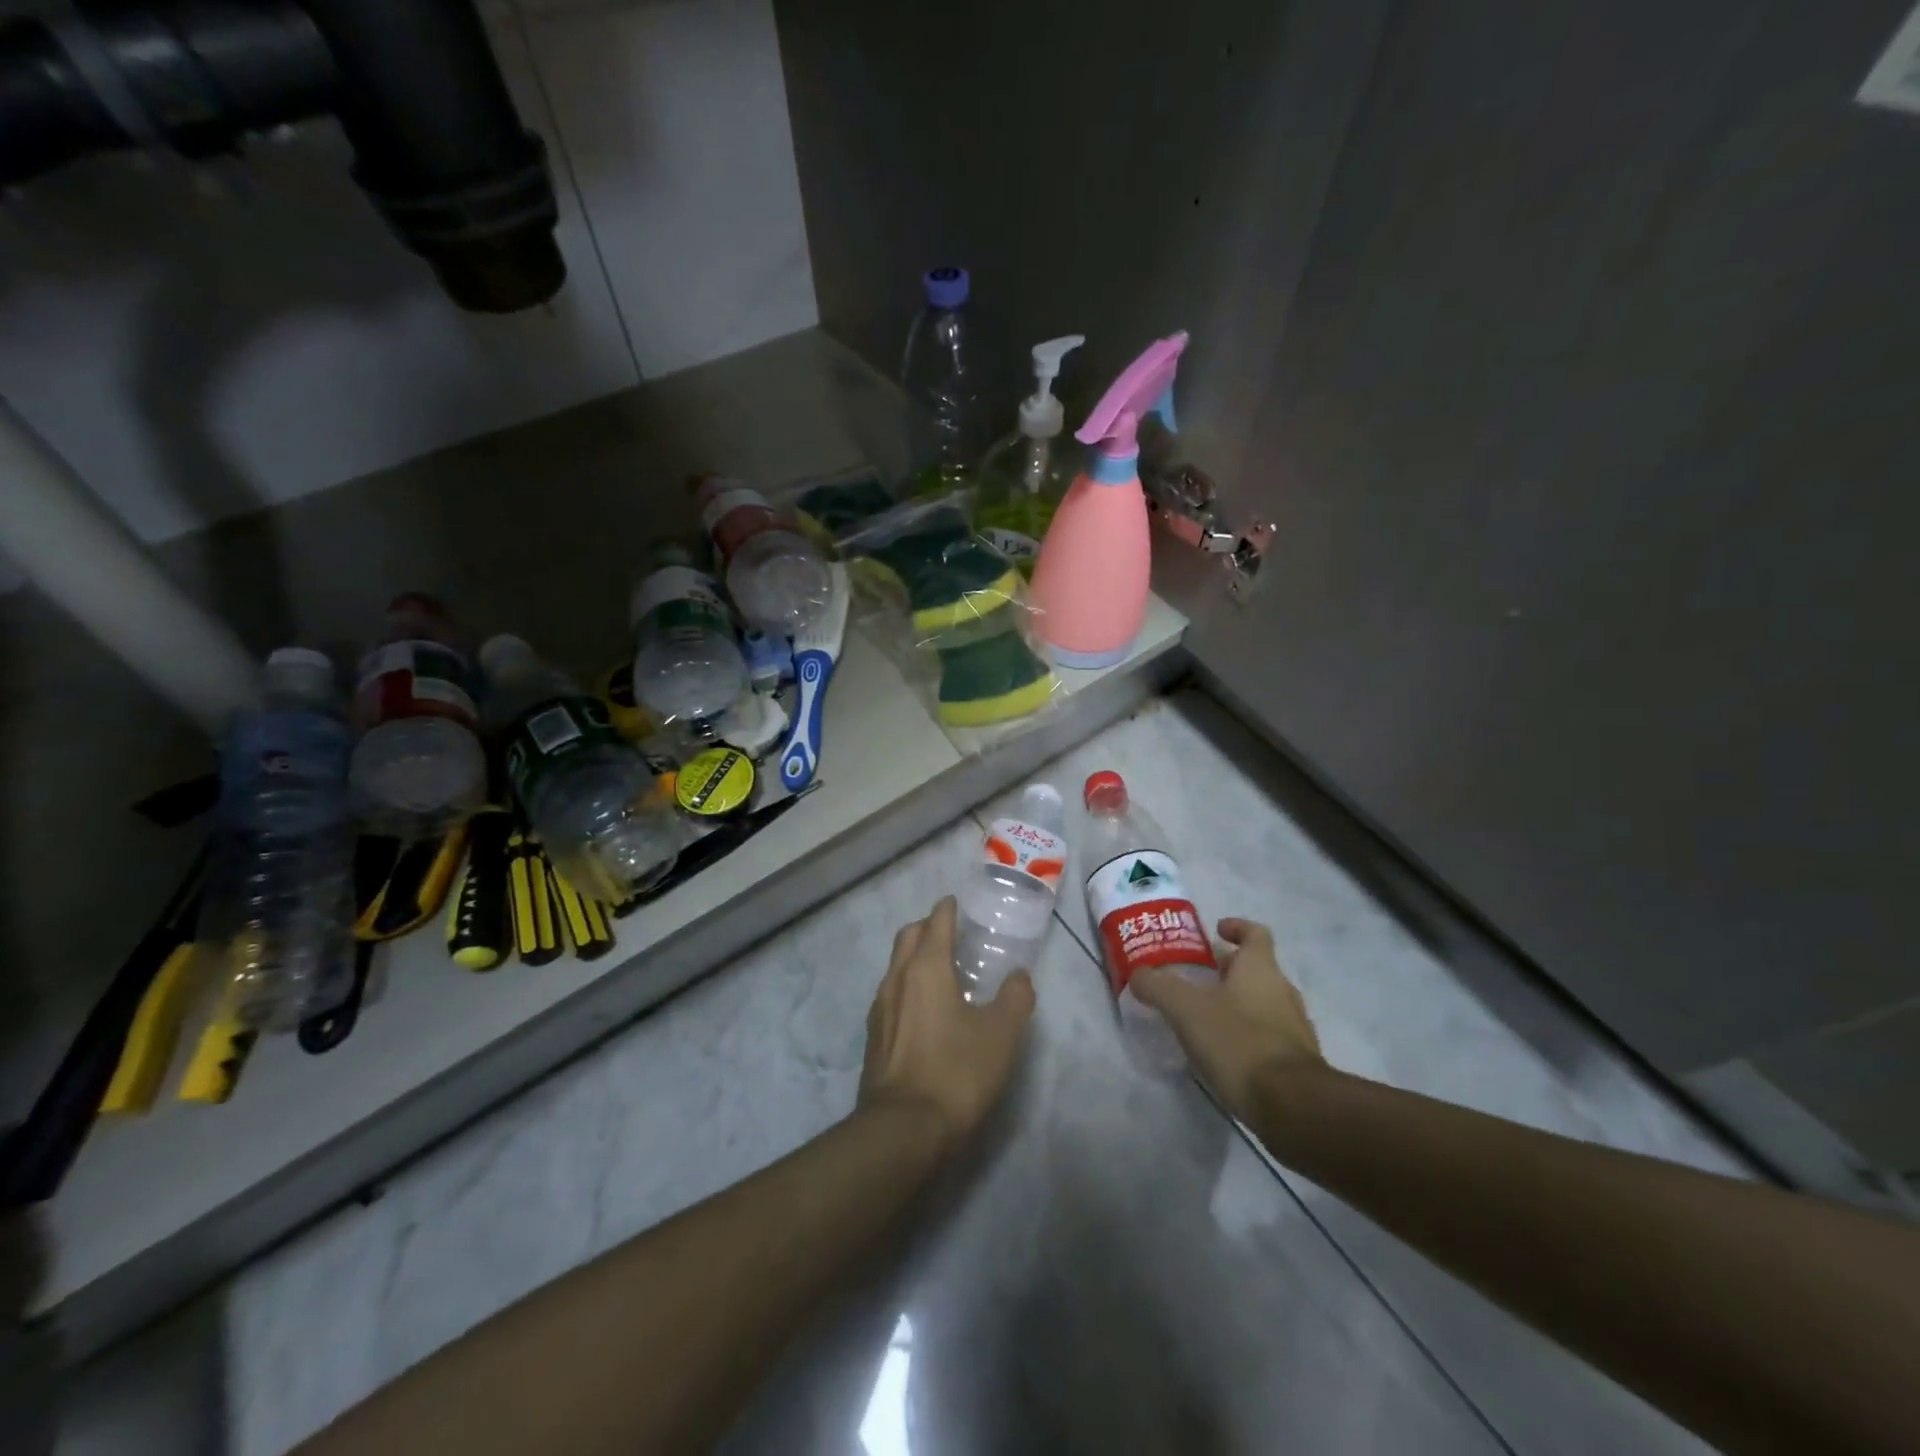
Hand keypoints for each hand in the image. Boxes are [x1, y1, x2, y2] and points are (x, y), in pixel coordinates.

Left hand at [859, 896, 1035, 1145]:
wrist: (902, 1130)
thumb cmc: (955, 1072)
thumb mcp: (1001, 1034)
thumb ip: (1014, 998)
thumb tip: (1019, 976)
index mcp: (926, 968)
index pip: (936, 921)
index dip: (949, 909)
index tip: (961, 905)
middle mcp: (896, 979)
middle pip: (909, 936)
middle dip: (929, 927)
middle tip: (954, 936)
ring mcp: (879, 1008)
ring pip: (896, 965)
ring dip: (916, 957)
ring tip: (943, 973)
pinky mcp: (873, 1037)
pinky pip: (891, 994)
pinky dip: (908, 986)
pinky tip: (926, 1011)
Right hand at [1132, 918, 1325, 1118]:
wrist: (1292, 1106)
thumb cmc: (1238, 1042)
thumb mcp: (1186, 1009)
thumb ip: (1159, 987)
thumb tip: (1139, 974)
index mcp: (1261, 969)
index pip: (1255, 933)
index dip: (1236, 927)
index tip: (1216, 931)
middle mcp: (1283, 991)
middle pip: (1257, 969)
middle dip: (1228, 970)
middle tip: (1197, 977)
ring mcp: (1294, 1028)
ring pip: (1263, 1003)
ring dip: (1238, 1003)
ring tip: (1205, 1017)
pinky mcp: (1297, 1062)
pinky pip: (1269, 1036)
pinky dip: (1247, 1035)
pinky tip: (1224, 1052)